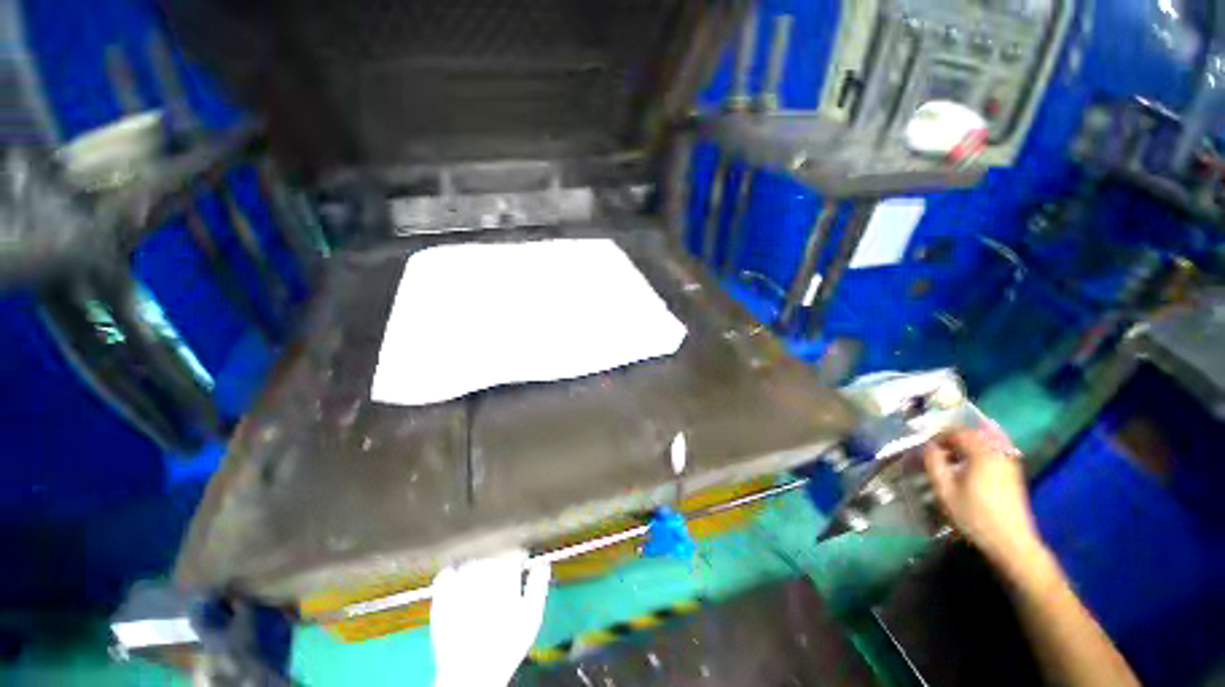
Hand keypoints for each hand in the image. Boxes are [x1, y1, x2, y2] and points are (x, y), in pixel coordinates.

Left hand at [430, 550, 551, 686]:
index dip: (518, 554)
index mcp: (505, 575)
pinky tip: (459, 579)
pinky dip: (454, 571)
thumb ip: (538, 585)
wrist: (471, 676)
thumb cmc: (507, 646)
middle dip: (499, 557)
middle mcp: (482, 573)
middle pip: (492, 551)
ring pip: (472, 558)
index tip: (521, 561)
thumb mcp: (532, 617)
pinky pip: (447, 572)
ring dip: (479, 562)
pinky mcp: (441, 595)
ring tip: (484, 576)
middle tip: (503, 570)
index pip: (512, 551)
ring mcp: (459, 583)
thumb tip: (543, 563)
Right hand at [923, 429, 1044, 569]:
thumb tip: (928, 446)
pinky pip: (993, 452)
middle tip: (936, 451)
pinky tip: (968, 468)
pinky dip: (978, 453)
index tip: (926, 446)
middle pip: (973, 434)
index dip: (939, 434)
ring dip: (966, 446)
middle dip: (952, 439)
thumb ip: (934, 463)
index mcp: (982, 453)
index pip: (958, 431)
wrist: (1011, 542)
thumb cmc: (974, 516)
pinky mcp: (1013, 474)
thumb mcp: (945, 490)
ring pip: (985, 443)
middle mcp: (999, 452)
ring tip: (950, 460)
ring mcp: (1009, 463)